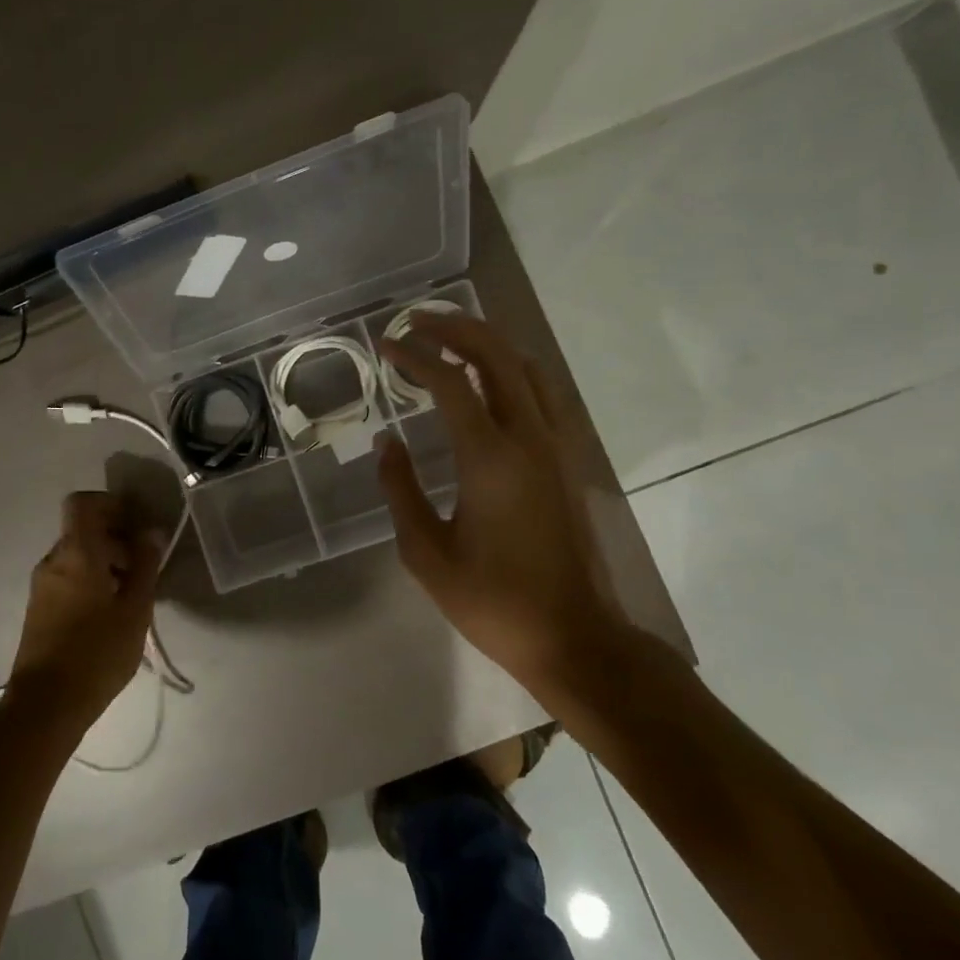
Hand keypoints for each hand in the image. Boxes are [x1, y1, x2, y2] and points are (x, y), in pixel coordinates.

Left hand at [7, 491, 162, 730]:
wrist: (45, 706)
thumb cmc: (96, 653)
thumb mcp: (134, 609)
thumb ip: (145, 565)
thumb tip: (151, 531)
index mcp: (75, 552)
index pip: (83, 503)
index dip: (111, 504)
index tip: (137, 524)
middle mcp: (53, 561)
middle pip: (83, 530)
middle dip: (116, 538)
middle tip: (145, 565)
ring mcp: (42, 586)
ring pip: (77, 556)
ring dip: (106, 562)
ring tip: (133, 593)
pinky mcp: (39, 609)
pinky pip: (68, 578)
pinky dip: (91, 580)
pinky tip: (112, 613)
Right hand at [376, 312, 628, 700]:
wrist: (572, 636)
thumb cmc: (492, 600)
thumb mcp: (426, 553)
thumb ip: (399, 490)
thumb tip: (387, 443)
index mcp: (489, 457)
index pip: (449, 381)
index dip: (415, 356)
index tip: (386, 346)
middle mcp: (528, 437)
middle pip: (496, 355)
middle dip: (454, 329)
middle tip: (416, 324)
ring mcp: (555, 446)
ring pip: (526, 368)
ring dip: (487, 344)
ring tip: (449, 341)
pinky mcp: (568, 461)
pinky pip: (543, 394)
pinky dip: (512, 370)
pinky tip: (491, 382)